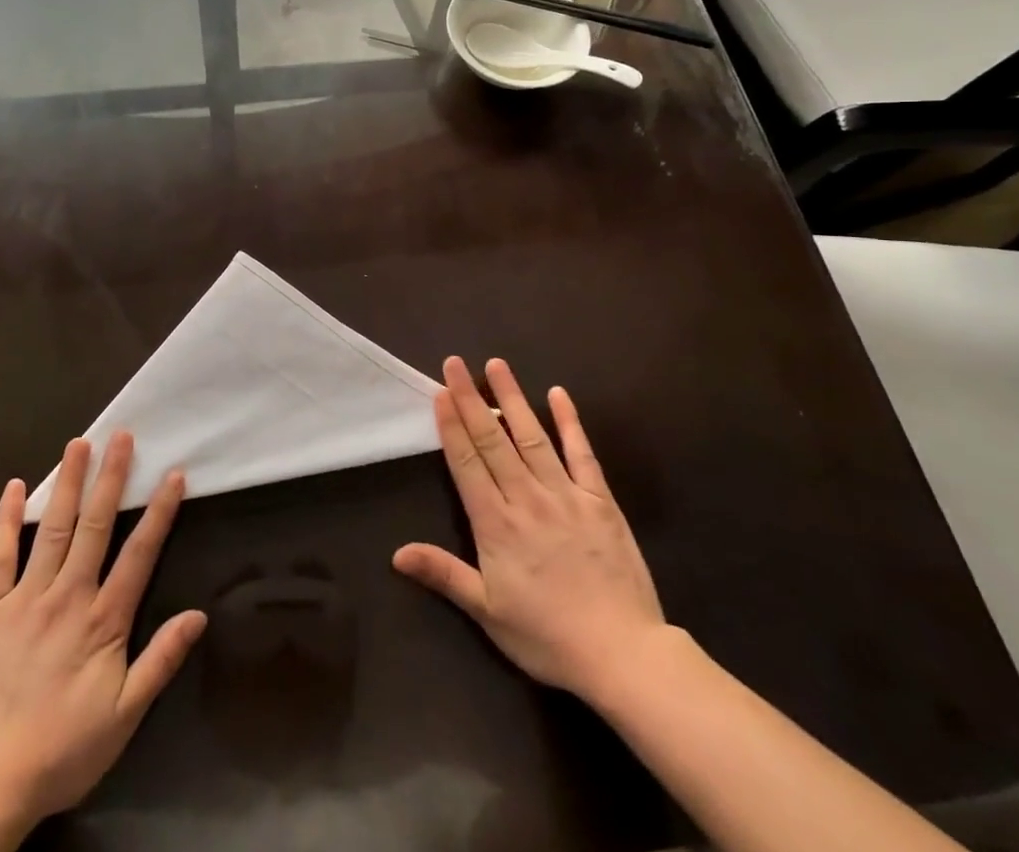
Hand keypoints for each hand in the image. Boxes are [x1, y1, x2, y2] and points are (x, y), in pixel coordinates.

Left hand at [0, 434, 206, 837]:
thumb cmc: (60, 752)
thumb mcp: (123, 717)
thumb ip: (160, 661)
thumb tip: (199, 614)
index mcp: (103, 620)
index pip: (139, 554)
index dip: (159, 512)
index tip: (173, 474)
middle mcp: (68, 596)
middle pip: (95, 526)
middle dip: (111, 478)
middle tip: (121, 436)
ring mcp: (25, 600)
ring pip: (52, 529)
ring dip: (69, 484)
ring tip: (79, 444)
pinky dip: (6, 520)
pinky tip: (16, 487)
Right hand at [393, 357, 664, 703]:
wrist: (622, 654)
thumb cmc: (547, 637)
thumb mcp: (487, 612)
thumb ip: (444, 574)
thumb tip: (397, 554)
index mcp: (496, 523)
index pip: (467, 462)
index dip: (451, 425)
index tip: (440, 392)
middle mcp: (526, 498)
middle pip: (492, 440)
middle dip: (471, 399)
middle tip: (455, 364)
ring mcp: (565, 494)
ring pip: (531, 436)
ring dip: (512, 398)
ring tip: (497, 365)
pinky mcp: (599, 499)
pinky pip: (581, 453)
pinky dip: (570, 422)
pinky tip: (559, 394)